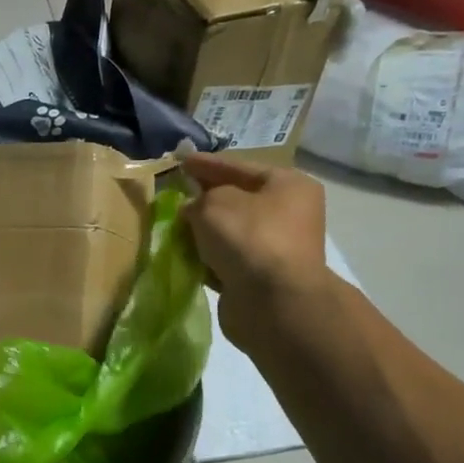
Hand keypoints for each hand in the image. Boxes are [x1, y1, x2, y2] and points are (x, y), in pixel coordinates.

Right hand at [180, 152, 330, 351]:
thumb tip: (193, 209)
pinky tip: (186, 255)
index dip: (207, 164)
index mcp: (288, 185)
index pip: (239, 167)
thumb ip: (198, 199)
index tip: (181, 160)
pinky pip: (229, 259)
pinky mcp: (263, 277)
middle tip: (176, 194)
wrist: (273, 302)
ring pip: (231, 232)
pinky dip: (208, 257)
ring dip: (204, 231)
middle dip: (205, 198)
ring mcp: (277, 248)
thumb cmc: (248, 238)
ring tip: (174, 227)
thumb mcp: (214, 204)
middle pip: (237, 200)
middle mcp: (289, 214)